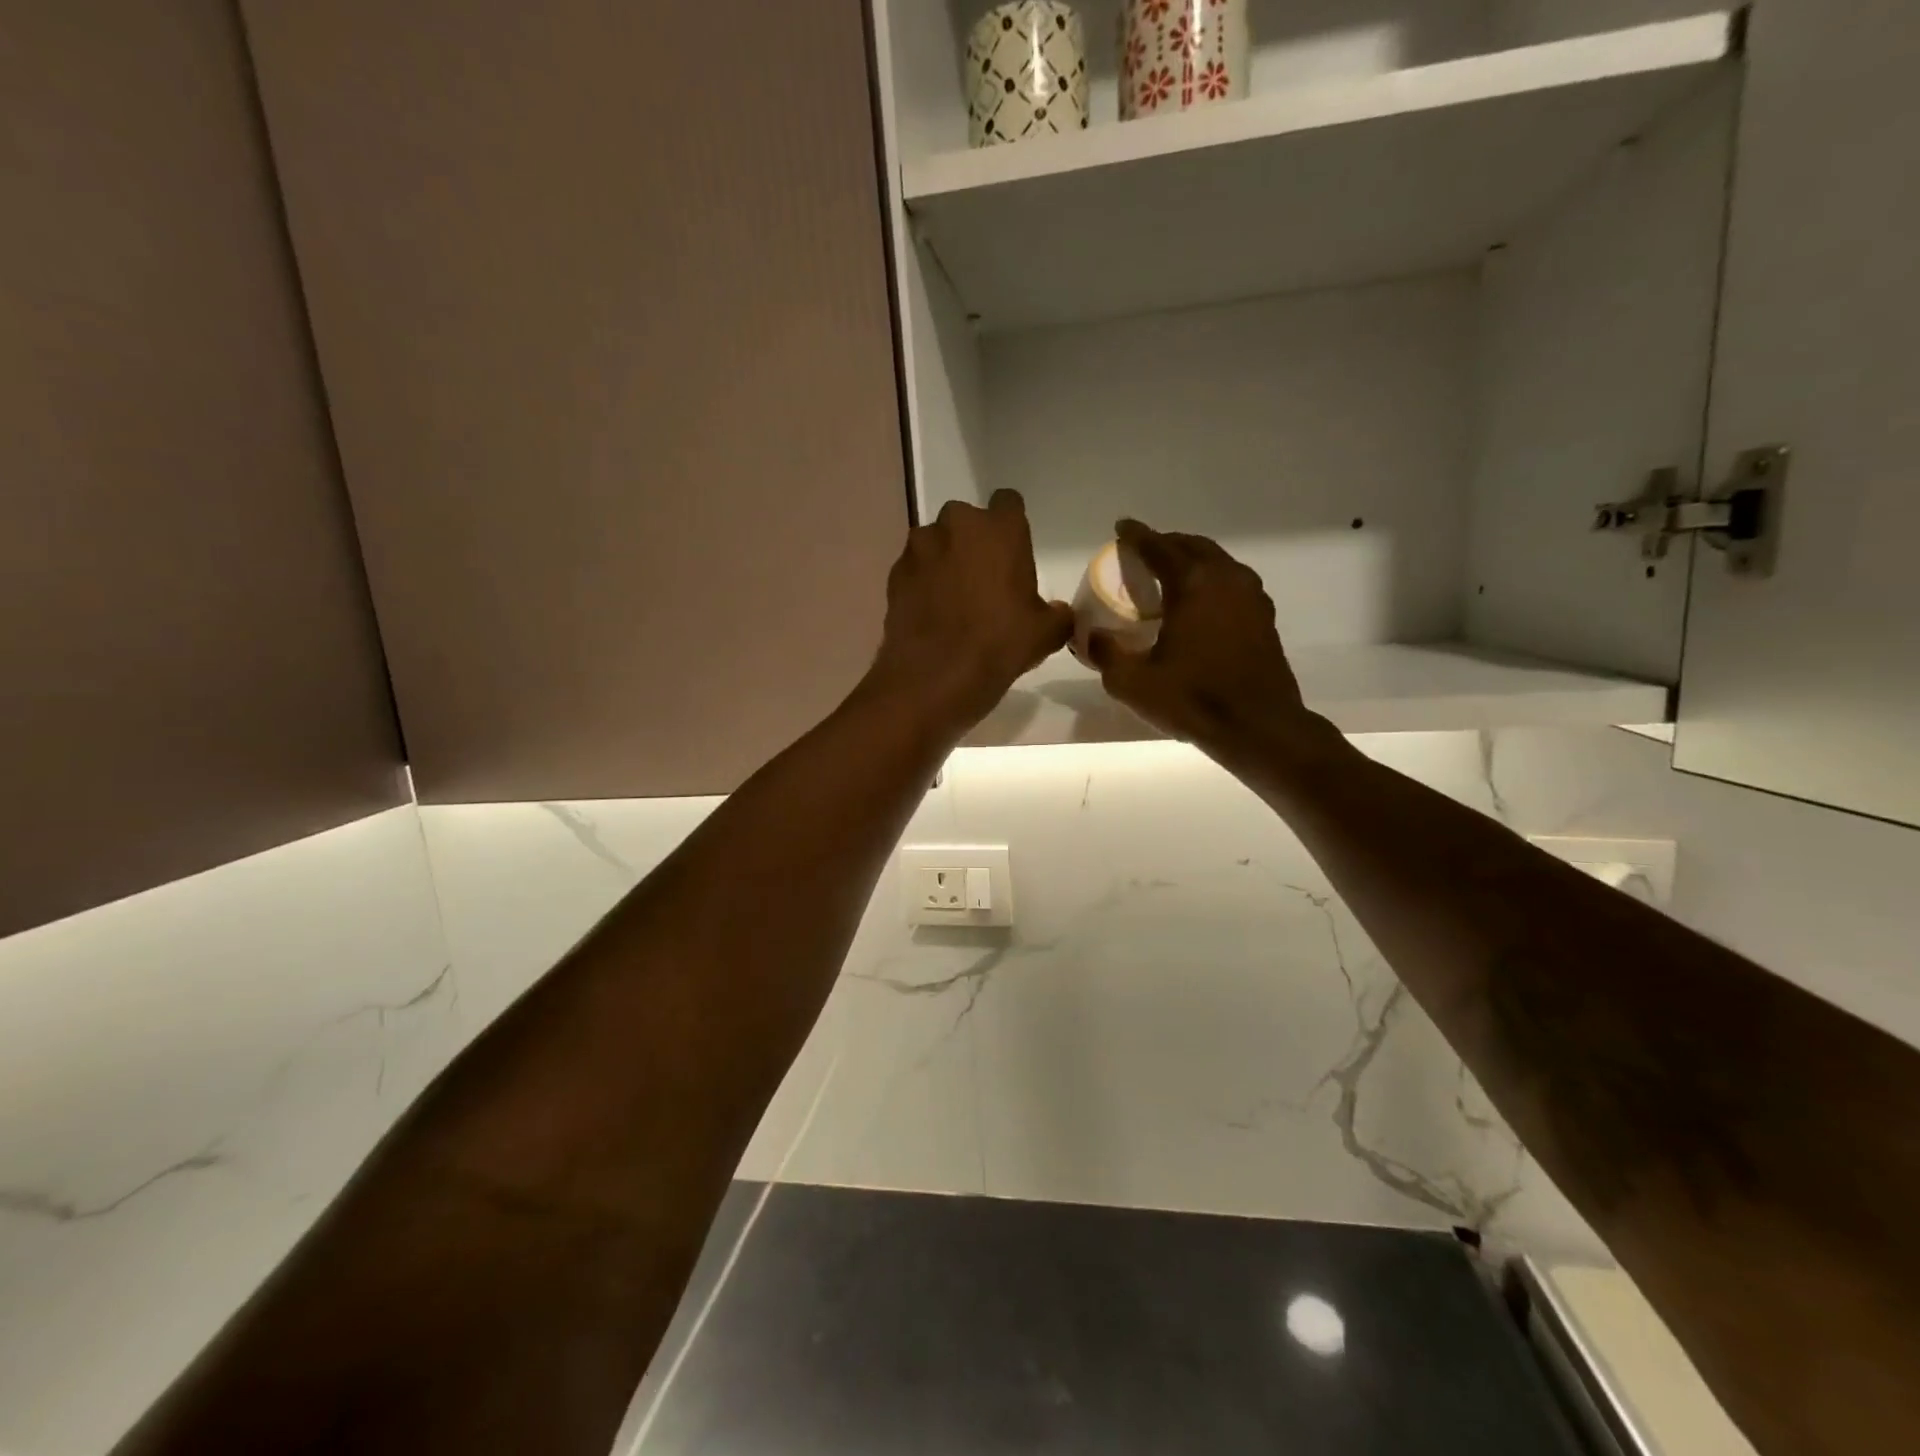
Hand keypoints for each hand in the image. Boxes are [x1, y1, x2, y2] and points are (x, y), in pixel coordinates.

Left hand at [866, 490, 1073, 736]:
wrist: (934, 677)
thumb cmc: (999, 645)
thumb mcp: (1046, 633)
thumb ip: (1057, 614)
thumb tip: (1057, 612)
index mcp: (1000, 528)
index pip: (1008, 502)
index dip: (1011, 526)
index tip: (1012, 554)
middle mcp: (956, 525)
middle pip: (967, 521)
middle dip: (973, 543)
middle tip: (983, 580)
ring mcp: (919, 548)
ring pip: (935, 544)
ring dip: (944, 561)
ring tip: (951, 600)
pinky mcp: (894, 574)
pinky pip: (914, 570)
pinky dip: (921, 584)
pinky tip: (930, 614)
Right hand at [1089, 520, 1322, 763]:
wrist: (1258, 727)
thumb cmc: (1193, 699)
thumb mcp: (1132, 682)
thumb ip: (1106, 653)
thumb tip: (1090, 636)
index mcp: (1193, 584)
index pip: (1160, 547)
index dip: (1137, 535)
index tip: (1121, 528)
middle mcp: (1226, 579)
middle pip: (1193, 547)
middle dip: (1167, 544)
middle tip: (1144, 553)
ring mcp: (1252, 597)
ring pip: (1218, 563)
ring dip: (1192, 562)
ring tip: (1170, 576)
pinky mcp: (1263, 619)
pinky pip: (1232, 584)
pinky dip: (1211, 583)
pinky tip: (1199, 605)